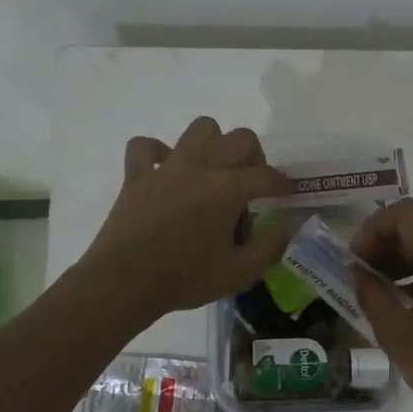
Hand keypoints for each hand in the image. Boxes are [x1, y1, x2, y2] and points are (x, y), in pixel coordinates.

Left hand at [80, 117, 292, 321]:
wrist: (125, 282)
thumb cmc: (186, 278)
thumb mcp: (240, 273)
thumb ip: (270, 247)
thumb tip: (286, 227)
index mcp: (230, 187)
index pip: (268, 176)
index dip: (283, 184)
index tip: (287, 194)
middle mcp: (202, 165)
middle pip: (240, 139)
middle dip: (255, 157)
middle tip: (253, 183)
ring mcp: (167, 165)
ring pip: (201, 129)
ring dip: (215, 144)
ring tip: (215, 170)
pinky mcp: (137, 173)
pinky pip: (147, 146)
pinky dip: (159, 152)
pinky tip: (166, 169)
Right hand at [351, 199, 412, 411]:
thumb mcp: (396, 332)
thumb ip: (371, 294)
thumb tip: (357, 272)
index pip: (405, 214)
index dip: (374, 227)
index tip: (355, 258)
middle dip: (382, 246)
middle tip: (357, 275)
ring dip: (397, 263)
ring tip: (372, 292)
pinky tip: (398, 306)